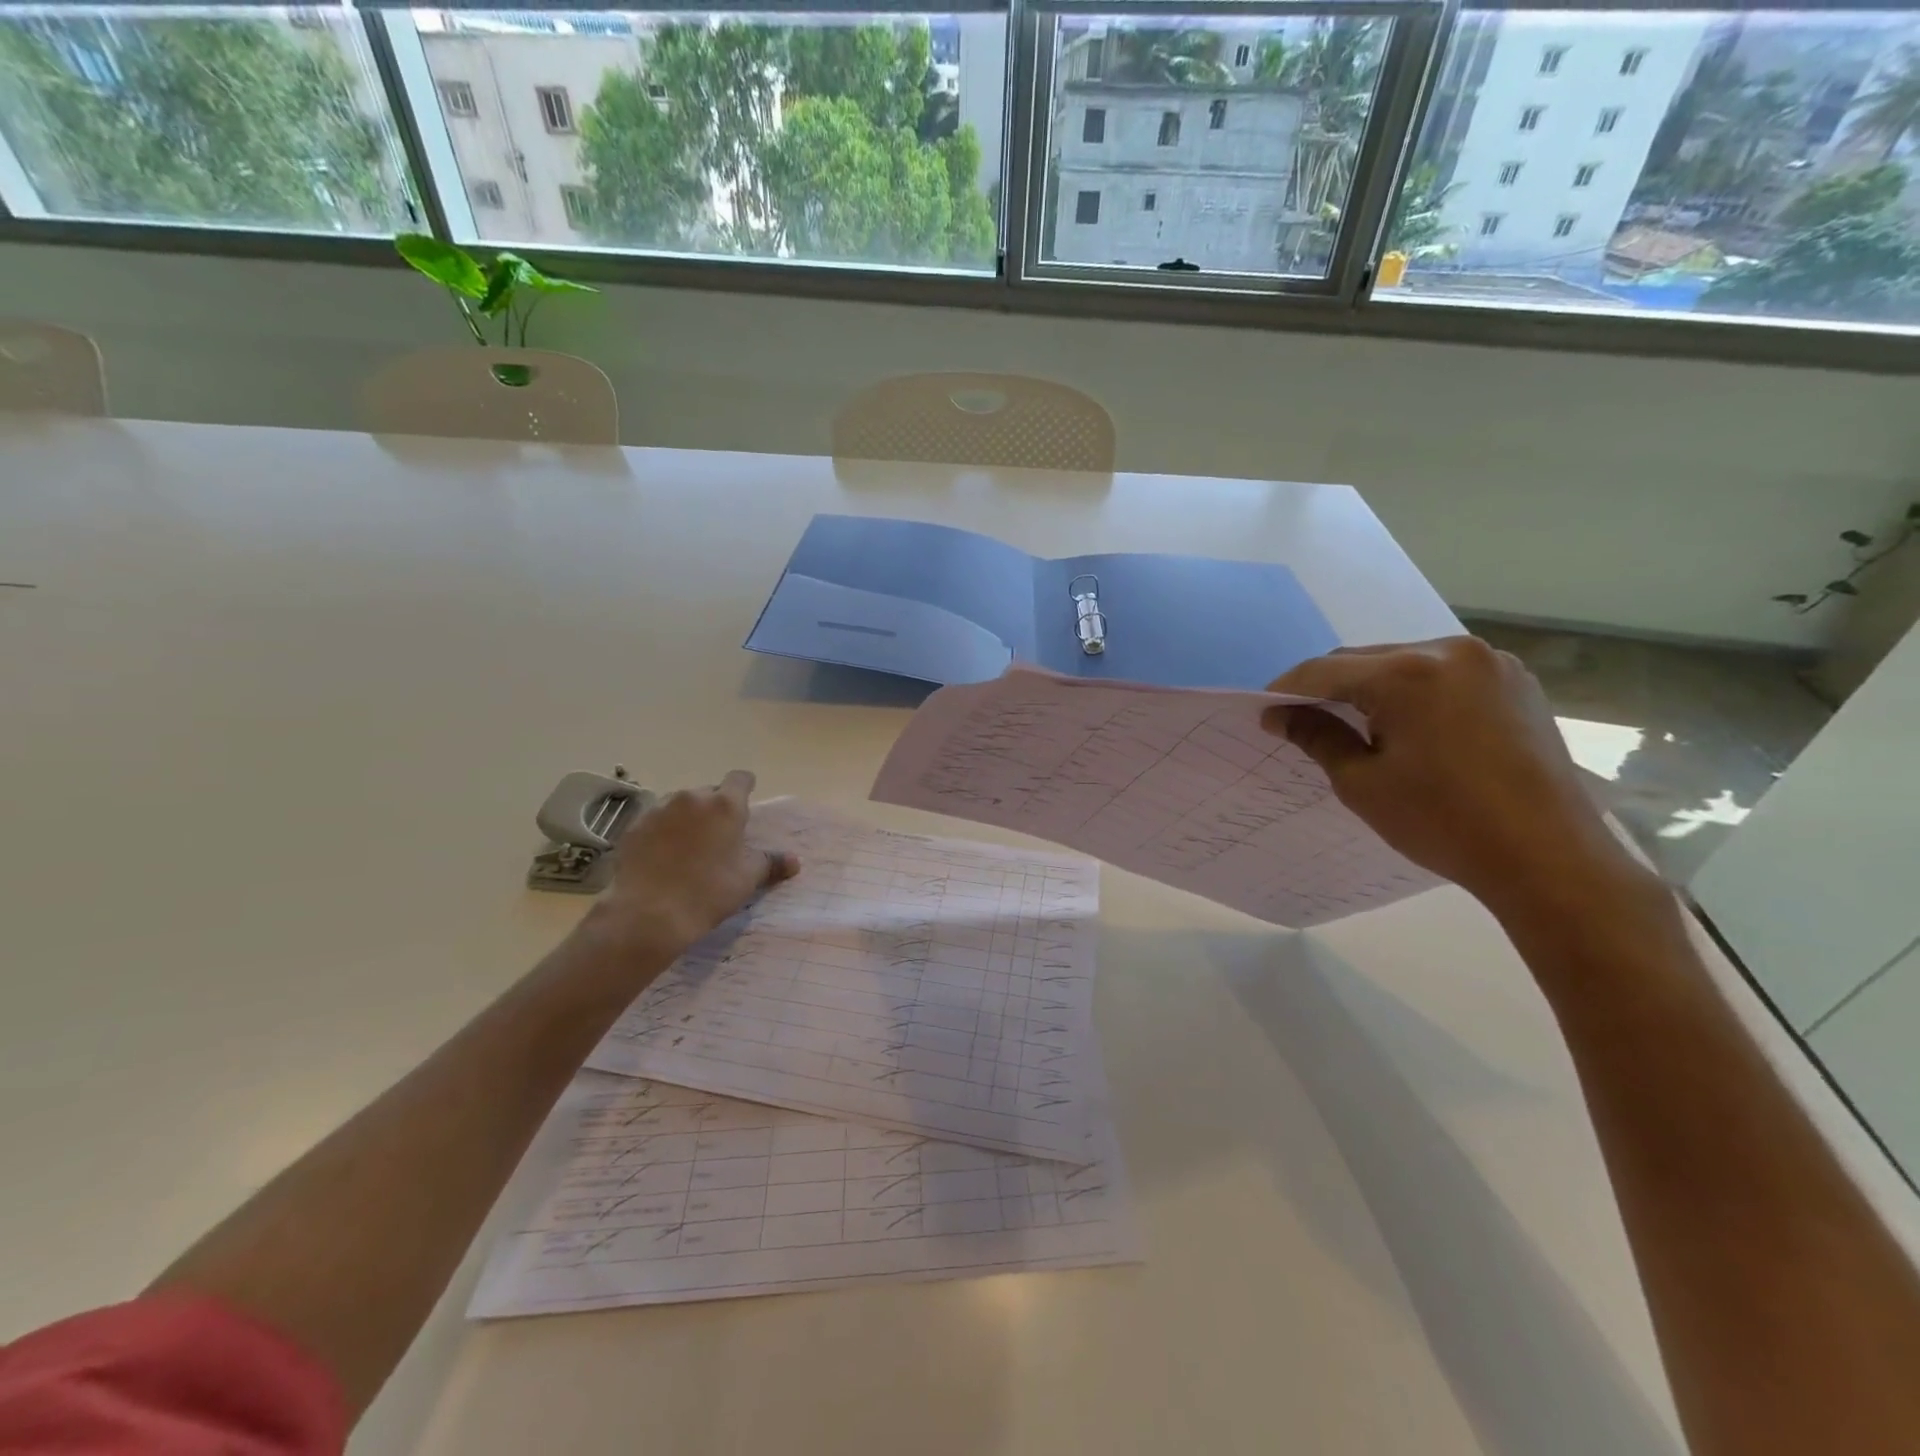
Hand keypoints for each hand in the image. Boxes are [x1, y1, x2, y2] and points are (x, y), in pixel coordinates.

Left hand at [586, 770, 798, 960]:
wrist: (647, 914)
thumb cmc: (708, 892)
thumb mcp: (747, 879)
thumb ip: (771, 863)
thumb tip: (794, 861)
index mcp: (725, 805)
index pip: (740, 779)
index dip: (745, 788)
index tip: (746, 803)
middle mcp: (691, 798)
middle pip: (709, 793)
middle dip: (715, 809)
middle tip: (718, 838)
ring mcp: (658, 810)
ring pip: (679, 806)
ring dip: (687, 819)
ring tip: (688, 849)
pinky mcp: (633, 827)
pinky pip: (655, 822)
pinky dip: (662, 833)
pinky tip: (662, 858)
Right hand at [1266, 637, 1648, 916]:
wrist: (1548, 856)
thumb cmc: (1442, 822)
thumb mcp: (1362, 782)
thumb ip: (1317, 737)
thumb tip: (1279, 715)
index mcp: (1408, 673)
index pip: (1324, 670)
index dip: (1286, 690)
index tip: (1265, 715)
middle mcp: (1450, 650)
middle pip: (1366, 660)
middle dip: (1331, 687)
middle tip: (1305, 722)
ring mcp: (1491, 663)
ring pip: (1406, 663)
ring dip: (1373, 688)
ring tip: (1356, 725)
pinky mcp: (1516, 682)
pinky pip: (1445, 674)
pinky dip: (1415, 692)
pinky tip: (1409, 724)